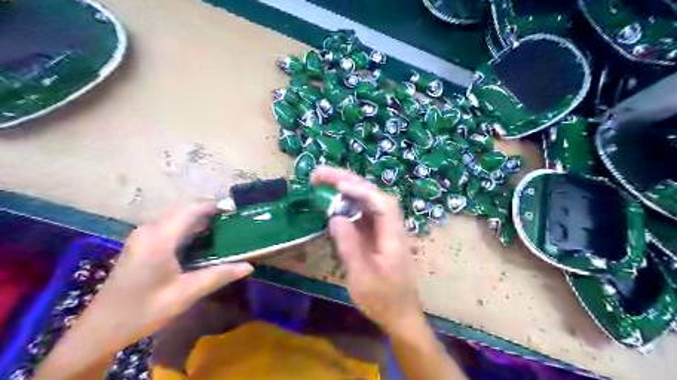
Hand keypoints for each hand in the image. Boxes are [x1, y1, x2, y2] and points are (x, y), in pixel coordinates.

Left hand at [85, 203, 251, 344]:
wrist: (101, 329)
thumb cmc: (143, 310)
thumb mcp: (185, 293)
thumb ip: (219, 275)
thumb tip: (249, 266)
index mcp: (160, 238)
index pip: (192, 209)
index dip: (216, 206)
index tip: (238, 210)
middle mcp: (150, 230)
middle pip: (185, 210)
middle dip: (211, 212)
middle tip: (235, 222)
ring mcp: (143, 236)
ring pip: (178, 217)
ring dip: (200, 220)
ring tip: (225, 229)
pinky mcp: (142, 243)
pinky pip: (170, 226)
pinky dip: (189, 228)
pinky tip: (203, 241)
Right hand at [311, 168, 420, 333]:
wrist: (400, 315)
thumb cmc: (383, 299)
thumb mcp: (362, 277)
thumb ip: (349, 246)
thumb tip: (334, 217)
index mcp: (393, 235)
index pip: (381, 203)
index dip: (360, 190)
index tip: (337, 185)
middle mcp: (390, 226)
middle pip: (372, 195)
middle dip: (347, 181)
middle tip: (319, 175)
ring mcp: (383, 229)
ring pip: (365, 201)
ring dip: (344, 189)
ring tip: (321, 182)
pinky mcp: (375, 235)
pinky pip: (361, 213)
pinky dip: (345, 205)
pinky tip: (331, 204)